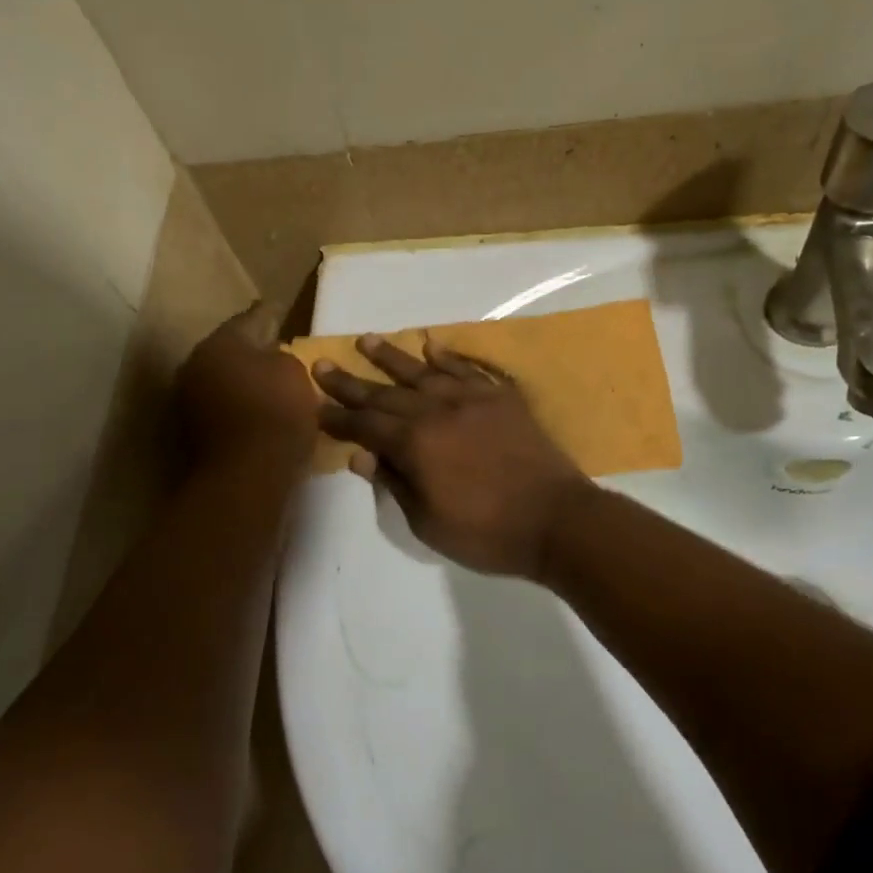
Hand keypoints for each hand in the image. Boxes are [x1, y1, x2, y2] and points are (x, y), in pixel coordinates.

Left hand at [178, 302, 317, 464]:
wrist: (245, 478)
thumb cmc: (276, 416)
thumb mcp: (295, 374)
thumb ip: (282, 357)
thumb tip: (269, 358)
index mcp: (221, 342)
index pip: (251, 318)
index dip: (270, 313)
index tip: (279, 310)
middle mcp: (196, 364)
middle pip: (230, 349)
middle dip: (252, 349)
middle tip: (277, 348)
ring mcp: (189, 399)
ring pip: (223, 378)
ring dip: (243, 379)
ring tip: (270, 383)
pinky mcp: (192, 430)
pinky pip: (221, 405)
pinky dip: (237, 404)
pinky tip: (258, 411)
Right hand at [312, 335, 591, 578]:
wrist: (558, 521)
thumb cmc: (487, 532)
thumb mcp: (428, 522)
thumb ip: (394, 483)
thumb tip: (360, 455)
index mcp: (416, 444)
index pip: (365, 425)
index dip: (338, 418)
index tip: (314, 407)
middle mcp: (437, 411)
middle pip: (385, 393)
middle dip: (350, 382)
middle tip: (322, 364)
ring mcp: (472, 400)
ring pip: (423, 372)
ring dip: (392, 356)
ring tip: (367, 340)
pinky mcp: (501, 399)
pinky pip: (468, 370)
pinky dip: (448, 357)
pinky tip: (431, 346)